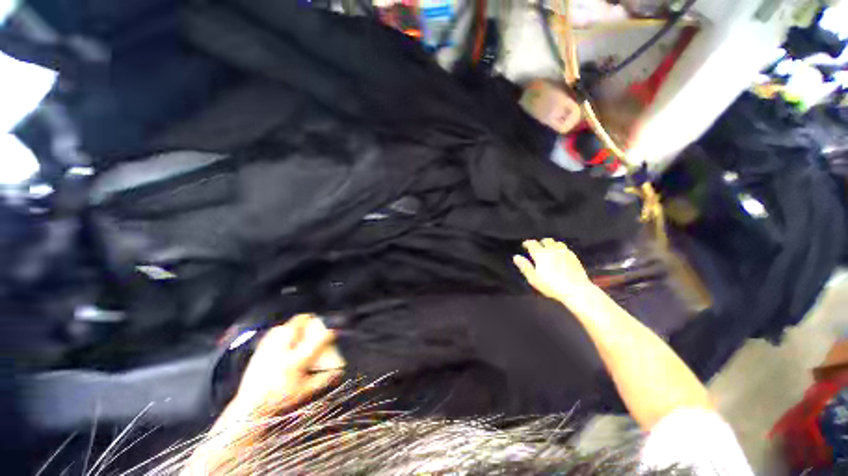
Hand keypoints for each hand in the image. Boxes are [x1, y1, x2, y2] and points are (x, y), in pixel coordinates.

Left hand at [233, 314, 343, 415]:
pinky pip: (273, 333)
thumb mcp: (305, 391)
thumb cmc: (280, 400)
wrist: (249, 407)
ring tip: (300, 330)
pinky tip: (284, 337)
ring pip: (285, 326)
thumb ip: (323, 379)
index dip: (329, 333)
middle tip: (314, 323)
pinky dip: (282, 331)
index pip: (317, 340)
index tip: (333, 332)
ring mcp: (268, 349)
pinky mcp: (259, 350)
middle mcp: (281, 351)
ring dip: (295, 325)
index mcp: (295, 362)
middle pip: (298, 324)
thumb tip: (339, 371)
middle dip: (309, 320)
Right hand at [513, 238, 593, 302]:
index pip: (532, 243)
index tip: (525, 245)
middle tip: (537, 248)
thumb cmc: (551, 285)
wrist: (576, 290)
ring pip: (556, 243)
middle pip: (546, 240)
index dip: (527, 243)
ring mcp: (565, 252)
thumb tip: (516, 257)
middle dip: (540, 243)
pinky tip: (560, 255)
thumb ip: (525, 266)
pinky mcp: (574, 257)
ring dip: (551, 244)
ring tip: (549, 250)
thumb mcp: (533, 278)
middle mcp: (552, 249)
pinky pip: (565, 248)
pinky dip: (560, 249)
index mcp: (540, 254)